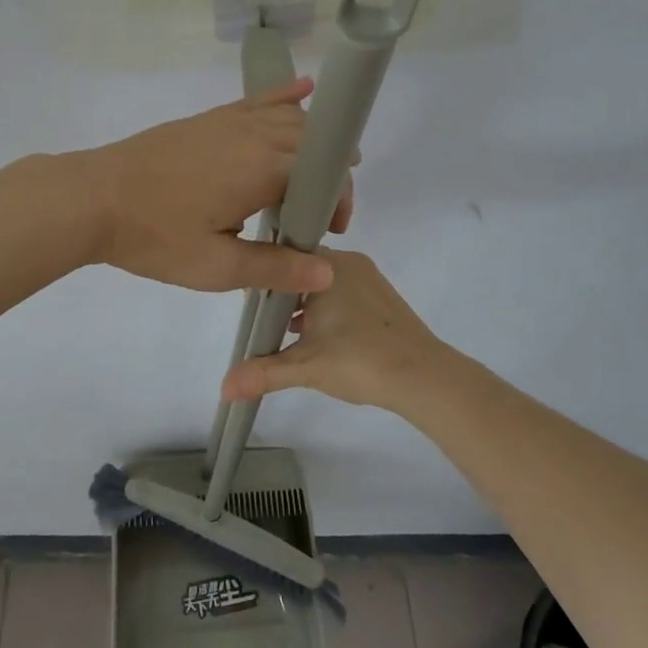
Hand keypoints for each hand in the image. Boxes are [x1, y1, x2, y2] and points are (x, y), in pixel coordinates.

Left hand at [76, 78, 350, 293]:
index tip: (330, 230)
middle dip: (330, 173)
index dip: (338, 198)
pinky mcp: (209, 118)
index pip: (325, 172)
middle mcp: (254, 135)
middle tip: (322, 213)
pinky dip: (285, 96)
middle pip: (312, 141)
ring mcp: (229, 121)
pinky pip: (258, 100)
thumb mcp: (215, 266)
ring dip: (313, 141)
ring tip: (319, 170)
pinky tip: (304, 89)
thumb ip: (275, 267)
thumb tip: (328, 274)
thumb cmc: (154, 236)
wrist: (93, 198)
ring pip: (290, 118)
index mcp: (262, 170)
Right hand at [220, 248, 445, 410]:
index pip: (283, 258)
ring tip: (291, 336)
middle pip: (303, 271)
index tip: (250, 305)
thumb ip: (263, 372)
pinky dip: (329, 310)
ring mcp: (370, 278)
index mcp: (328, 265)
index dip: (264, 279)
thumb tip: (224, 388)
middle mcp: (349, 262)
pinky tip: (323, 340)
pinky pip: (344, 293)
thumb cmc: (360, 360)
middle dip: (284, 296)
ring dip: (307, 305)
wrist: (424, 378)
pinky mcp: (383, 296)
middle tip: (267, 325)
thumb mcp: (305, 366)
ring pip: (324, 283)